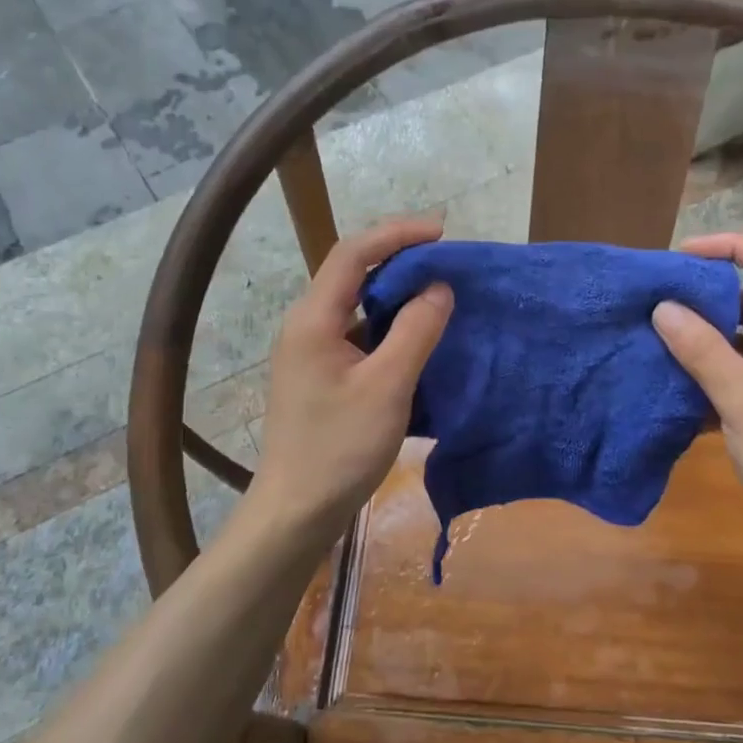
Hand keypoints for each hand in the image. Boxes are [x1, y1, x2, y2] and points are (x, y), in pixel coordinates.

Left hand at [252, 217, 453, 533]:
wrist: (297, 510)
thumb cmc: (340, 447)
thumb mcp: (387, 386)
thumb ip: (415, 331)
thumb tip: (439, 287)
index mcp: (314, 318)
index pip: (353, 253)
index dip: (397, 234)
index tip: (442, 232)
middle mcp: (307, 326)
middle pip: (353, 273)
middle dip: (399, 260)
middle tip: (446, 262)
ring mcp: (311, 352)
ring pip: (357, 306)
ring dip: (396, 295)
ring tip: (439, 295)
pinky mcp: (321, 375)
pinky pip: (359, 335)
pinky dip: (389, 328)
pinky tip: (418, 340)